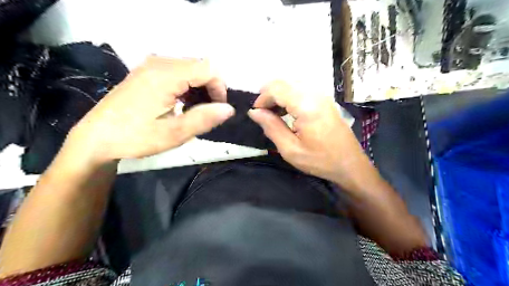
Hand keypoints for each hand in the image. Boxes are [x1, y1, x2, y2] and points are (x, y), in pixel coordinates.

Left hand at [65, 57, 235, 164]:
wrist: (97, 138)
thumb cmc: (135, 137)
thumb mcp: (174, 133)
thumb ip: (204, 119)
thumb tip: (229, 109)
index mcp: (166, 75)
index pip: (208, 69)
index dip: (220, 88)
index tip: (218, 110)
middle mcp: (159, 63)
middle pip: (200, 66)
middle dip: (211, 88)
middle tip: (207, 113)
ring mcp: (151, 66)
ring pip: (190, 68)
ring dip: (200, 88)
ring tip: (195, 110)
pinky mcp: (147, 72)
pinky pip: (178, 72)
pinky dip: (188, 86)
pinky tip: (182, 103)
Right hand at [248, 80, 376, 189]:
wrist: (350, 163)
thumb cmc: (320, 160)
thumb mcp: (290, 150)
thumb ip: (271, 127)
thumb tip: (254, 112)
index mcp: (306, 106)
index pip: (277, 89)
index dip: (262, 98)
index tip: (256, 113)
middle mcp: (315, 94)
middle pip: (284, 81)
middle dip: (268, 94)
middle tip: (263, 113)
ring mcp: (322, 94)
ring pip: (292, 83)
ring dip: (278, 94)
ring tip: (273, 112)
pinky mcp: (325, 99)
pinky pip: (301, 88)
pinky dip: (289, 95)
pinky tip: (287, 110)